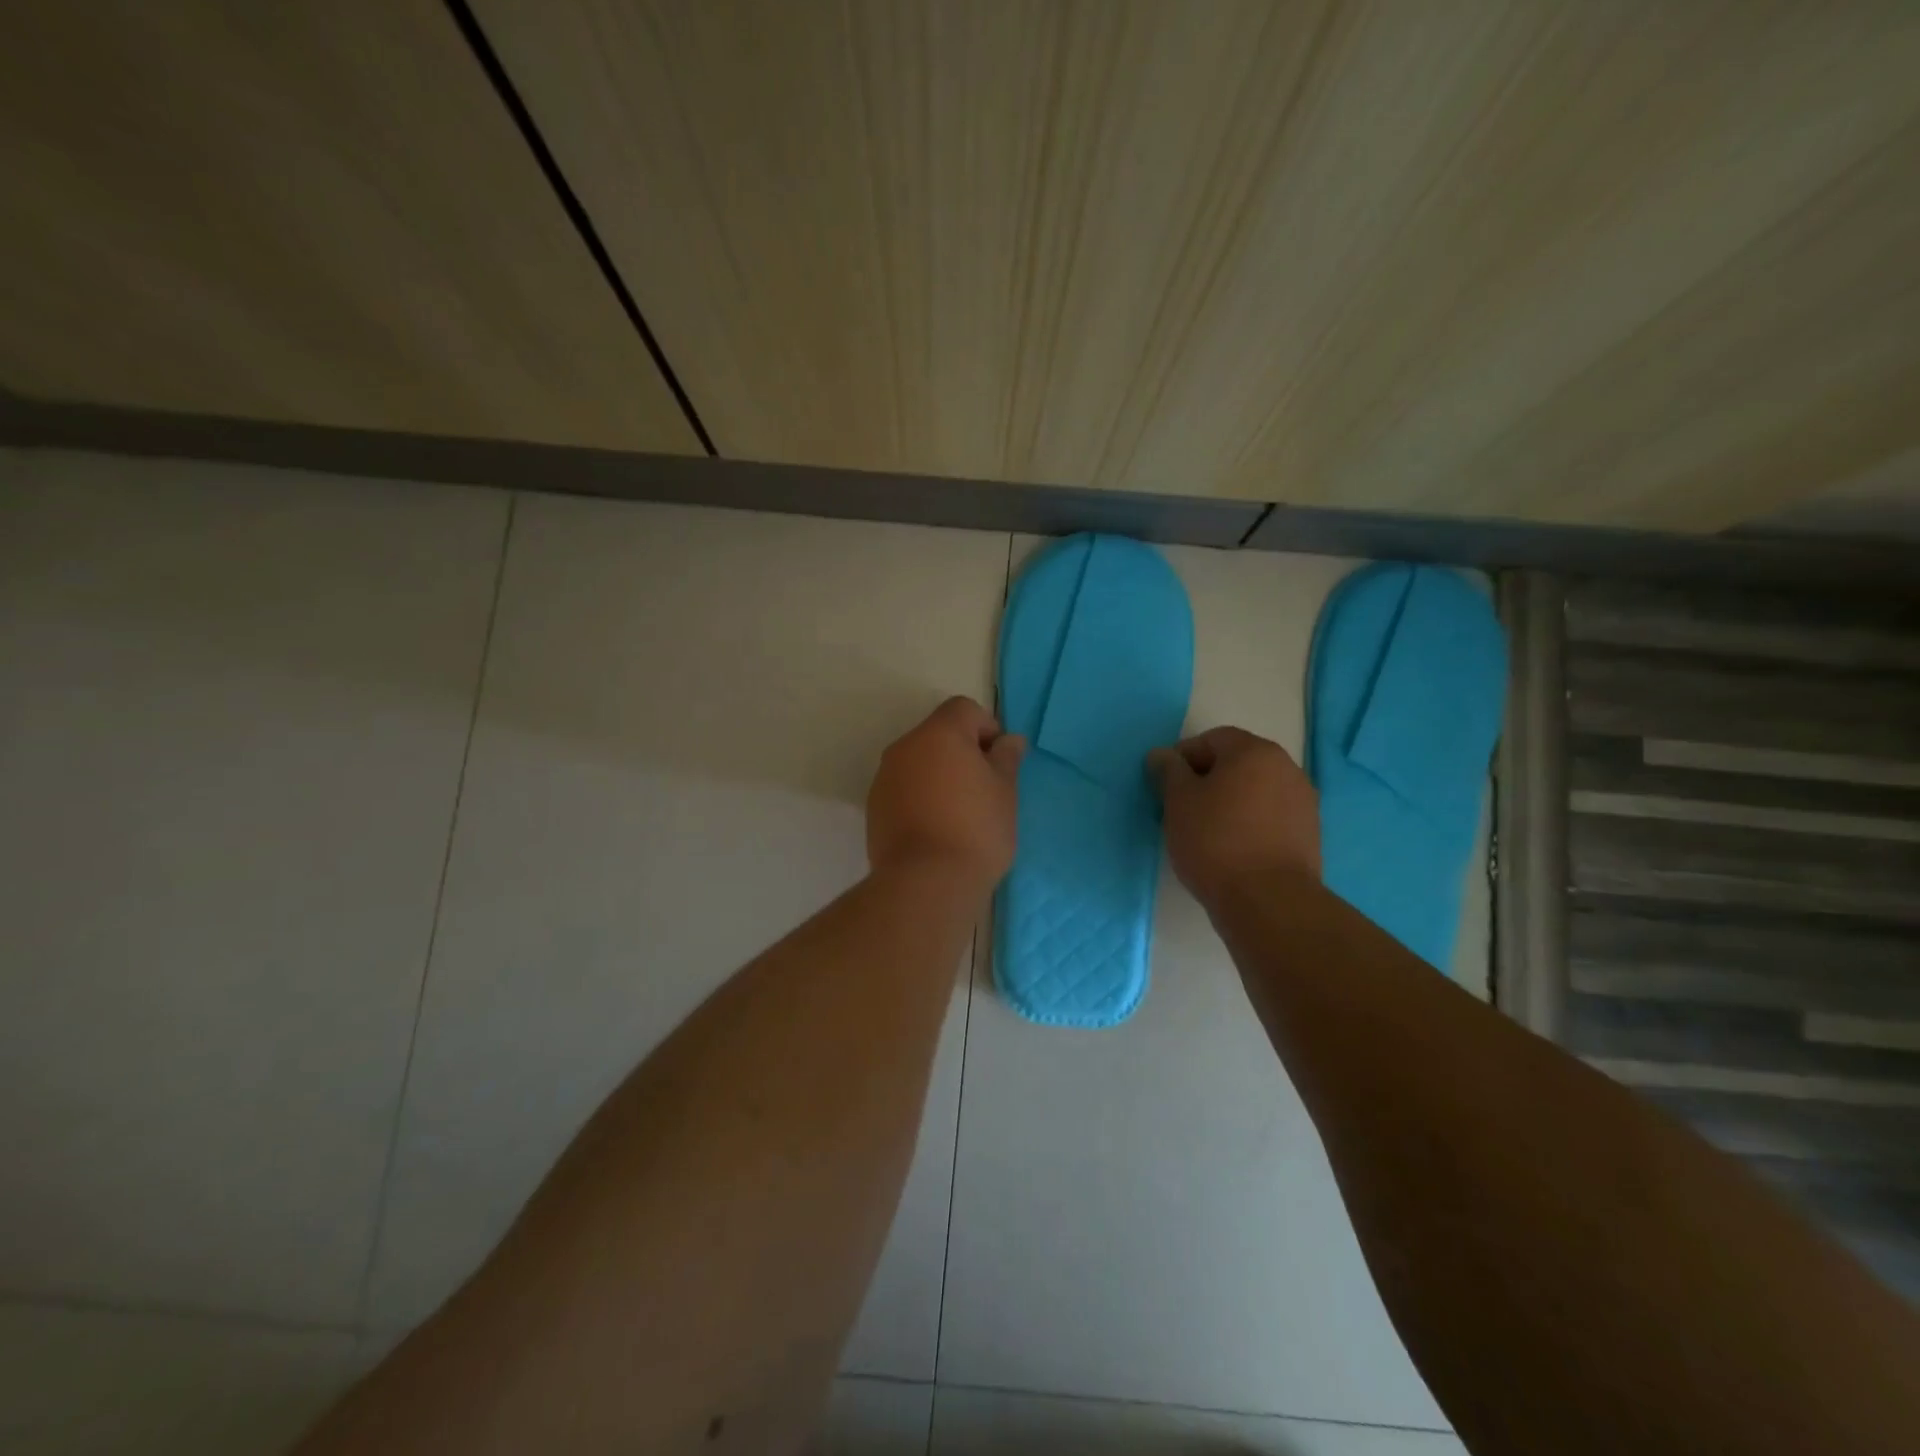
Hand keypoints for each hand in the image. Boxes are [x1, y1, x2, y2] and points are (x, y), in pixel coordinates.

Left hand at [867, 696, 1024, 893]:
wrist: (926, 882)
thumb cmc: (976, 830)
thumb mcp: (1005, 792)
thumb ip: (1006, 758)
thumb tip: (1009, 740)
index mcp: (939, 733)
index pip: (964, 709)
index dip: (987, 728)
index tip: (999, 762)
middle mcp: (906, 746)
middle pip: (938, 733)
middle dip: (962, 752)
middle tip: (984, 789)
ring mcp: (885, 777)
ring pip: (919, 761)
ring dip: (939, 774)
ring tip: (960, 812)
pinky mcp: (874, 806)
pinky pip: (904, 787)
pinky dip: (921, 796)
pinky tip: (936, 828)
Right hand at [1148, 726, 1319, 905]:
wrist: (1269, 901)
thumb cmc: (1215, 842)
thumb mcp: (1178, 802)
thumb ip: (1168, 771)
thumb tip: (1161, 754)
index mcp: (1254, 752)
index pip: (1212, 739)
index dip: (1183, 757)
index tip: (1165, 785)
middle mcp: (1286, 768)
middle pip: (1237, 762)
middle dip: (1207, 779)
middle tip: (1181, 807)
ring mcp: (1303, 801)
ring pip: (1255, 790)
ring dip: (1230, 801)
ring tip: (1206, 830)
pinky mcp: (1309, 833)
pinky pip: (1270, 815)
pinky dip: (1249, 822)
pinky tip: (1232, 847)